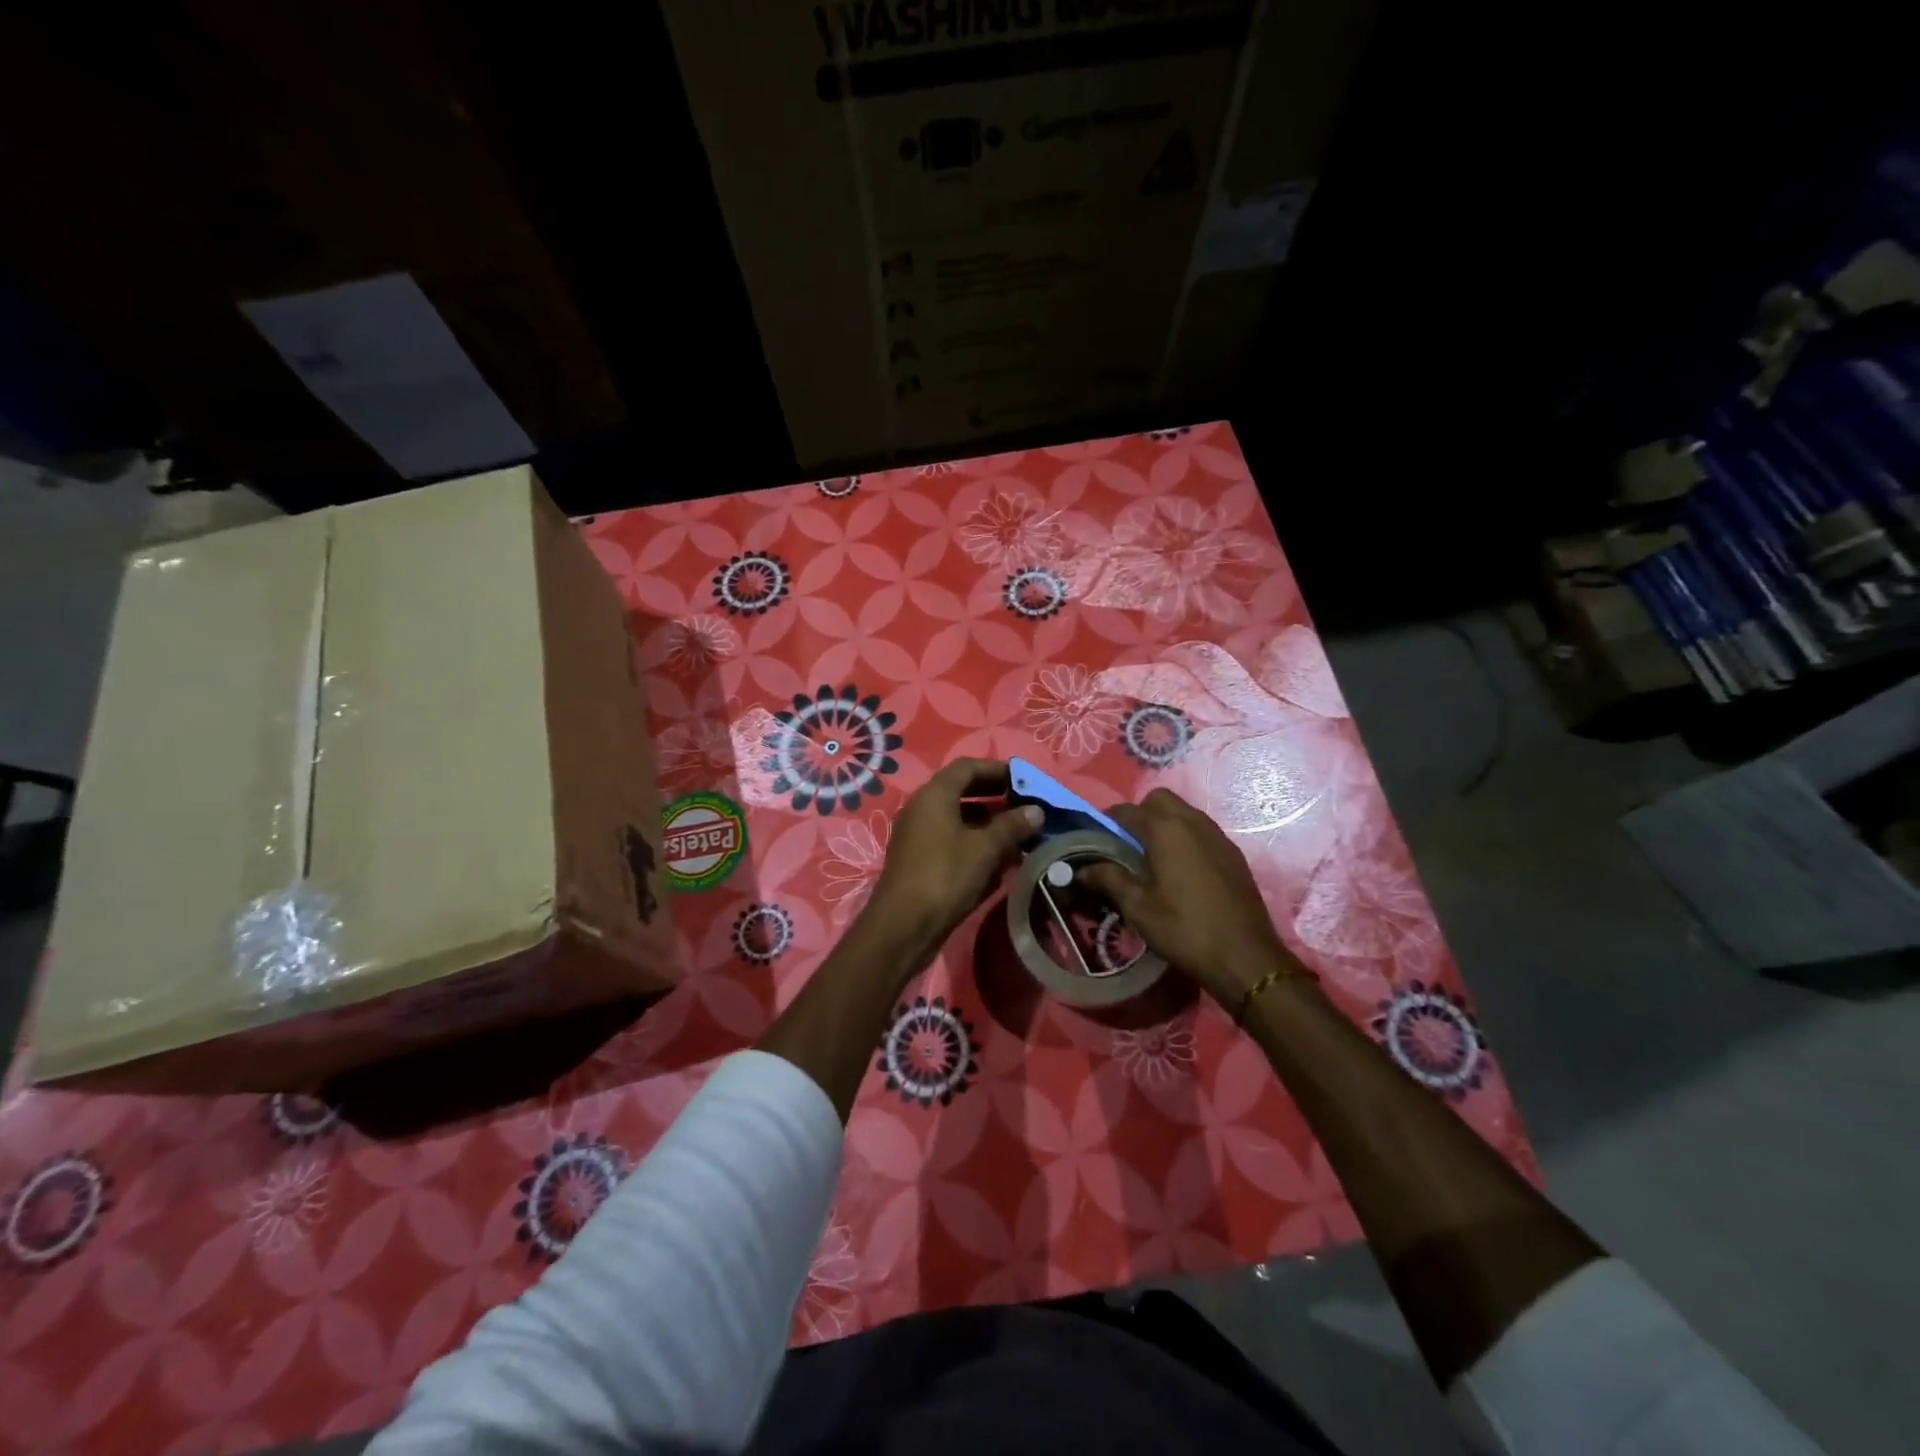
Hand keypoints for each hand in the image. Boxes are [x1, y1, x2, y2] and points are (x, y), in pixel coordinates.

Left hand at [865, 758, 1042, 953]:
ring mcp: (918, 836)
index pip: (967, 767)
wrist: (903, 927)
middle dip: (995, 797)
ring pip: (958, 819)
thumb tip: (1037, 810)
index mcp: (934, 795)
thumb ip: (1012, 826)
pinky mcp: (919, 861)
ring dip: (988, 823)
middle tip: (1025, 806)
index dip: (997, 769)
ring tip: (1019, 834)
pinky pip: (951, 841)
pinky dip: (975, 843)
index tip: (1025, 780)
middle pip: (962, 791)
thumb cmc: (945, 876)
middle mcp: (922, 809)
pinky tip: (998, 860)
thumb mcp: (985, 849)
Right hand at [1079, 787, 1301, 1005]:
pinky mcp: (1233, 853)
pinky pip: (1202, 830)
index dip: (1107, 822)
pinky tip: (1181, 870)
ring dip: (1165, 823)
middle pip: (1159, 800)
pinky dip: (1186, 837)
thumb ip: (1108, 879)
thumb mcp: (1137, 907)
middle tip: (1128, 845)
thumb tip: (1082, 869)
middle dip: (1140, 814)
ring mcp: (1218, 835)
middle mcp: (1193, 822)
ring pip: (1184, 812)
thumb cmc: (1184, 929)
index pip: (1126, 810)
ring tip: (1153, 858)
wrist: (1245, 957)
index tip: (1097, 841)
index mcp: (1165, 829)